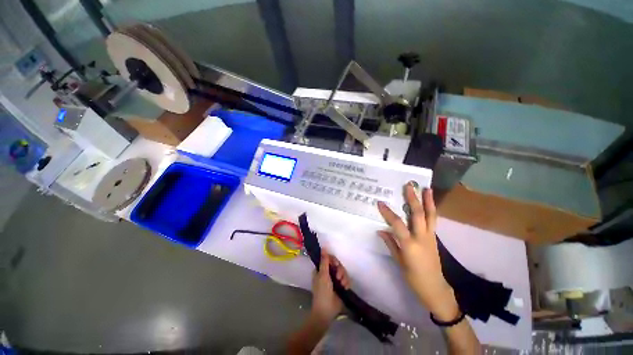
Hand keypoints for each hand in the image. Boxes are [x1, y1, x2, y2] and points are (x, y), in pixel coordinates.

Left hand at [310, 249, 350, 323]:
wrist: (326, 311)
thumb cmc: (322, 292)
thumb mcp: (323, 275)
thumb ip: (324, 261)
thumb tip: (323, 248)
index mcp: (321, 270)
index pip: (329, 259)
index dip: (333, 260)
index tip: (335, 264)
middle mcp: (328, 273)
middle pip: (337, 265)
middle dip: (340, 270)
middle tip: (339, 277)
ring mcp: (335, 280)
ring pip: (343, 272)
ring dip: (344, 277)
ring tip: (342, 284)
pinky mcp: (341, 287)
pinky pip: (347, 279)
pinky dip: (347, 283)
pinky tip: (345, 287)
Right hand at [377, 184, 458, 320]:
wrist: (435, 287)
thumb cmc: (413, 276)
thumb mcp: (399, 261)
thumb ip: (390, 243)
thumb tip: (381, 230)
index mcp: (410, 244)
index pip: (397, 224)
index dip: (388, 213)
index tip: (380, 203)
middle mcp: (422, 237)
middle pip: (418, 214)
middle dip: (413, 199)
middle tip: (409, 186)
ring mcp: (430, 237)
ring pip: (430, 215)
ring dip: (428, 201)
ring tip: (427, 189)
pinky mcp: (434, 238)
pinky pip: (433, 221)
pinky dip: (431, 210)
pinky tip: (429, 203)